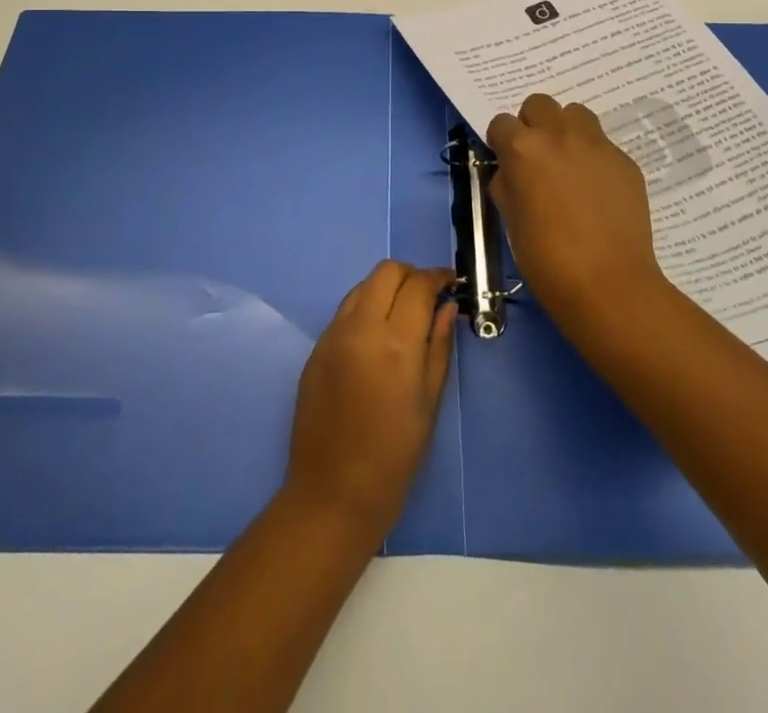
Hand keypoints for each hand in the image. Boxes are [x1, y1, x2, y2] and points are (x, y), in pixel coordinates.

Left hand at [282, 261, 454, 541]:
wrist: (332, 494)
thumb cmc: (393, 458)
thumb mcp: (429, 404)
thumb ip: (439, 347)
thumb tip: (448, 307)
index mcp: (395, 344)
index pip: (418, 286)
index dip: (438, 277)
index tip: (451, 283)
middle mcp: (360, 328)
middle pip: (386, 271)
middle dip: (411, 275)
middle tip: (428, 297)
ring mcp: (333, 335)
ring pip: (363, 285)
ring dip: (386, 288)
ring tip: (403, 314)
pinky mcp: (316, 348)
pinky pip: (345, 310)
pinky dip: (366, 307)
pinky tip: (376, 336)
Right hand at [486, 94, 667, 333]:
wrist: (608, 283)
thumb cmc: (546, 257)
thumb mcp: (510, 218)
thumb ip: (507, 182)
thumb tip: (512, 171)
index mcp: (523, 148)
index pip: (501, 122)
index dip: (501, 141)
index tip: (506, 160)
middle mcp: (559, 135)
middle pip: (539, 104)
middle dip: (533, 124)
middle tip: (537, 156)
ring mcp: (596, 144)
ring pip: (576, 114)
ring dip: (566, 130)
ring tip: (568, 162)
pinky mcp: (624, 160)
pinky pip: (602, 144)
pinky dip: (593, 156)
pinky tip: (596, 189)